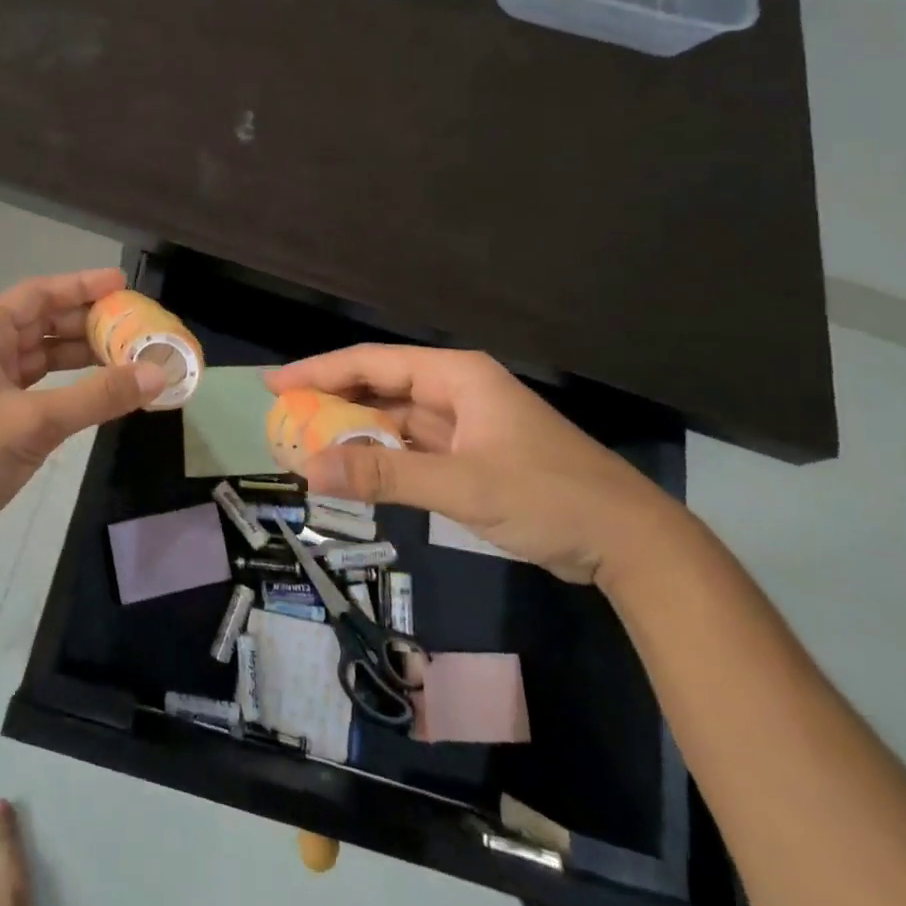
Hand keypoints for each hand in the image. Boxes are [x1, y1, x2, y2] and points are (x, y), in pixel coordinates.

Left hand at [0, 269, 167, 570]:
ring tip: (127, 355)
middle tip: (134, 324)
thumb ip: (97, 396)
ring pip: (42, 357)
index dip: (79, 286)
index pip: (37, 295)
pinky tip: (100, 392)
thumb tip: (156, 373)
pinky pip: (41, 388)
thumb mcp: (34, 422)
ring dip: (81, 355)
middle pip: (42, 323)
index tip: (121, 284)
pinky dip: (70, 386)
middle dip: (87, 322)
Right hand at [263, 346, 684, 585]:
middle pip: (380, 386)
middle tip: (283, 416)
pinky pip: (412, 447)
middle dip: (332, 400)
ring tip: (306, 443)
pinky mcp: (471, 457)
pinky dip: (381, 457)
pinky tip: (353, 469)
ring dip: (354, 431)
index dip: (320, 371)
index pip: (372, 362)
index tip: (276, 384)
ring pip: (394, 419)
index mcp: (456, 376)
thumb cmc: (548, 497)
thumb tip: (308, 471)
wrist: (630, 544)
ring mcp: (465, 425)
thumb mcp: (461, 485)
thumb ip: (384, 476)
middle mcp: (456, 391)